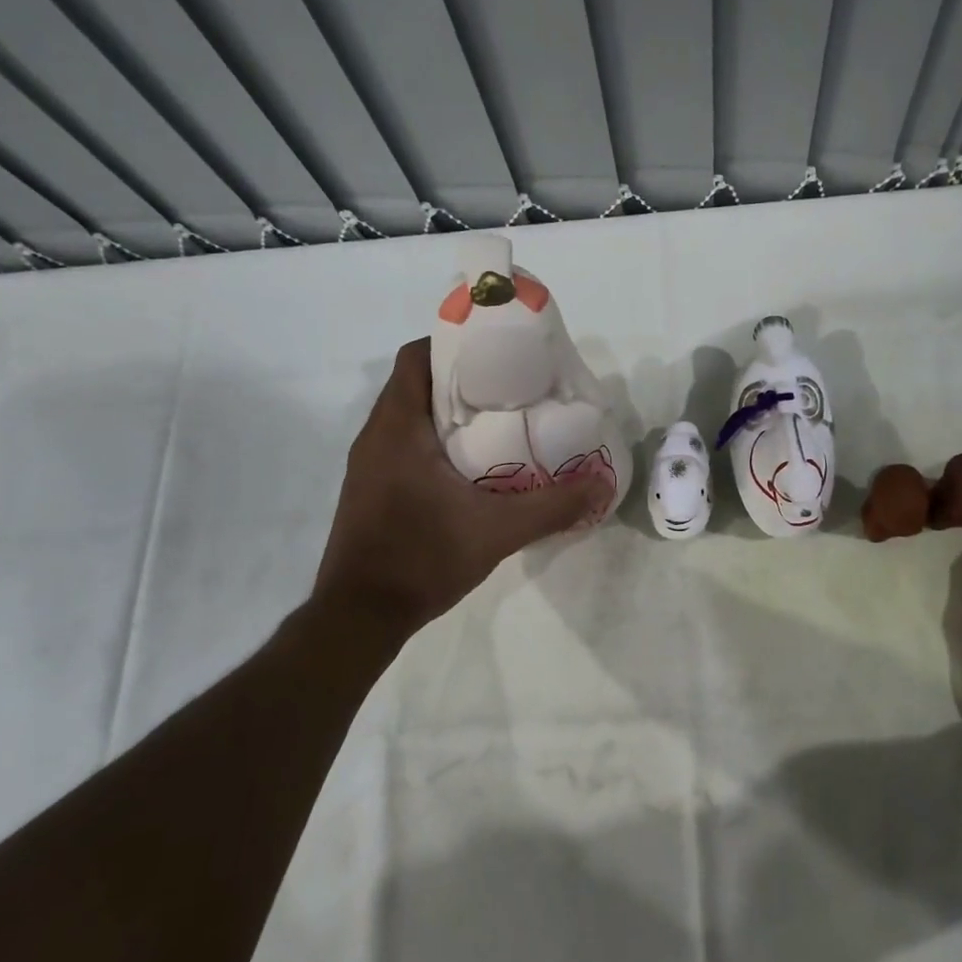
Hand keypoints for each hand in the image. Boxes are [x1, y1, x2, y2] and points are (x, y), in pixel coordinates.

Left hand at [312, 339, 609, 638]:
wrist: (359, 617)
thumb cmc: (421, 559)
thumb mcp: (497, 531)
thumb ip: (553, 506)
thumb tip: (602, 483)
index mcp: (397, 427)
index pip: (417, 356)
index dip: (455, 343)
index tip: (498, 353)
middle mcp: (376, 435)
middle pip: (417, 383)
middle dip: (464, 378)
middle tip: (514, 388)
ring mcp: (369, 464)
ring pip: (410, 415)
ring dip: (451, 412)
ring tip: (502, 422)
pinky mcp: (371, 488)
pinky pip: (405, 444)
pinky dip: (437, 440)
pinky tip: (474, 467)